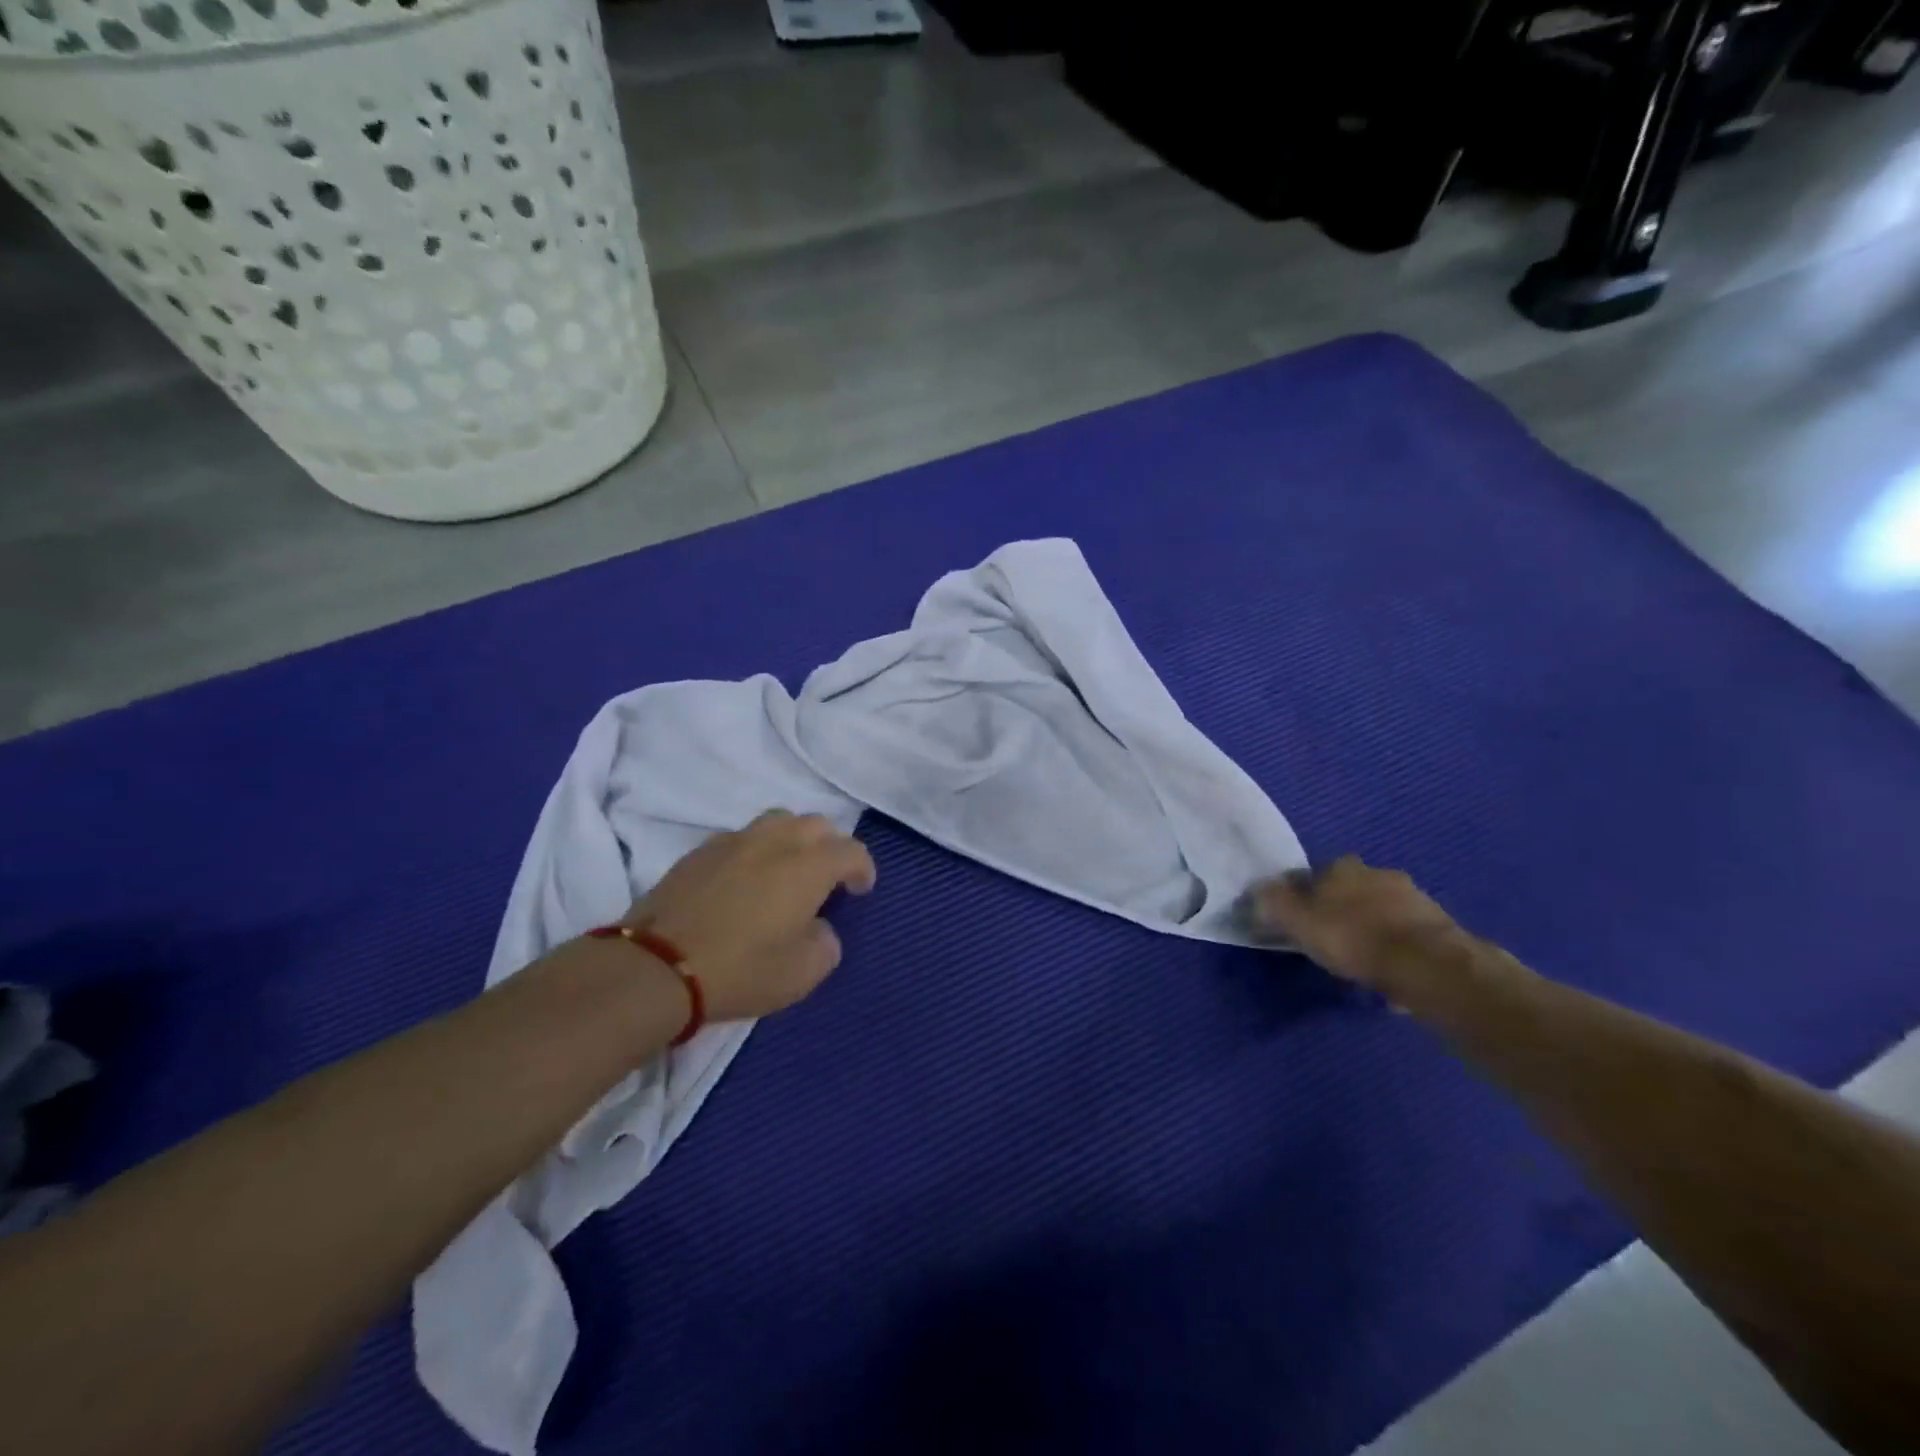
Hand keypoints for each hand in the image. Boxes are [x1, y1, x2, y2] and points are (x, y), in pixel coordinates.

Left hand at [627, 810, 876, 1022]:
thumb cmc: (741, 969)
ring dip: (793, 840)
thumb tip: (818, 928)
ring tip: (787, 870)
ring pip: (778, 821)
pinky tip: (745, 879)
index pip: (851, 850)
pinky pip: (742, 837)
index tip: (860, 890)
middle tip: (826, 879)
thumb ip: (825, 943)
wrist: (656, 966)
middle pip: (816, 824)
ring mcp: (735, 840)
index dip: (863, 868)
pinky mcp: (700, 850)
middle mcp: (776, 841)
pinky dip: (756, 850)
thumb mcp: (802, 973)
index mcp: (809, 865)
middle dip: (830, 846)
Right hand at [1244, 856, 1468, 993]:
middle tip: (1329, 940)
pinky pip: (1405, 934)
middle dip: (1339, 910)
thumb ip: (1272, 904)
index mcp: (1341, 866)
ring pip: (1379, 910)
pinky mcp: (1438, 925)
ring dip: (1370, 927)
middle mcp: (1377, 872)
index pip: (1312, 875)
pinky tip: (1388, 971)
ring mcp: (1412, 897)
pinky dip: (1395, 947)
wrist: (1428, 965)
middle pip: (1349, 890)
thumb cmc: (1353, 938)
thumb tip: (1256, 891)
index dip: (1301, 898)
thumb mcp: (1298, 922)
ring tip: (1361, 960)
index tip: (1297, 922)